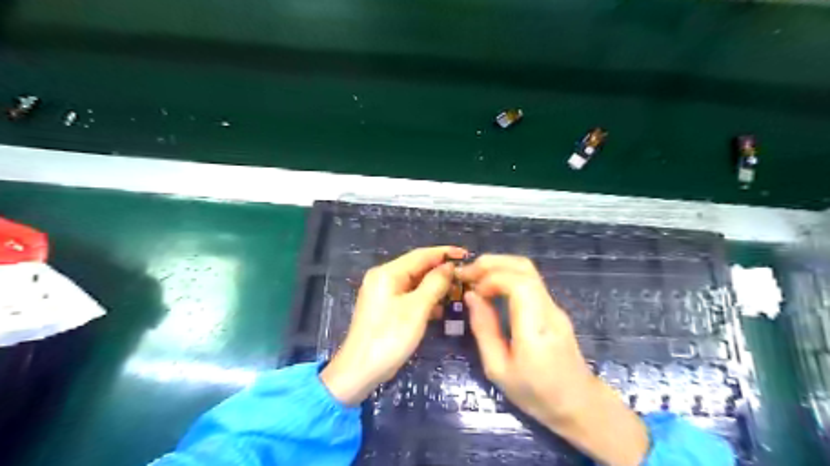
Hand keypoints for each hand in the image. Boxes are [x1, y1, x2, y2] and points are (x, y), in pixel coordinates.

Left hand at [321, 248, 464, 404]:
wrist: (359, 371)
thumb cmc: (389, 337)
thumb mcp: (417, 309)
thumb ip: (435, 283)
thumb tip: (449, 266)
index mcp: (387, 273)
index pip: (421, 255)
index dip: (444, 253)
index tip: (466, 254)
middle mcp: (384, 278)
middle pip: (417, 267)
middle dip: (441, 271)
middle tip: (466, 277)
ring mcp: (383, 293)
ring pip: (415, 283)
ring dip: (435, 287)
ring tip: (458, 292)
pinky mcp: (386, 308)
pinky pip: (410, 297)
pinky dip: (425, 300)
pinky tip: (441, 309)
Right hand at [461, 255, 646, 465]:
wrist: (579, 405)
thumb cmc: (536, 394)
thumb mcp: (498, 369)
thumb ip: (484, 329)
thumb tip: (471, 296)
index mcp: (536, 327)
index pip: (519, 283)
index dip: (491, 278)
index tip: (471, 290)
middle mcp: (549, 309)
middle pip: (524, 267)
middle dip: (491, 263)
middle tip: (466, 273)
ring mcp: (554, 306)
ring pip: (527, 270)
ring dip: (498, 267)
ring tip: (475, 277)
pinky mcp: (553, 308)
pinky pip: (529, 281)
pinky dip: (506, 276)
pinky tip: (491, 287)